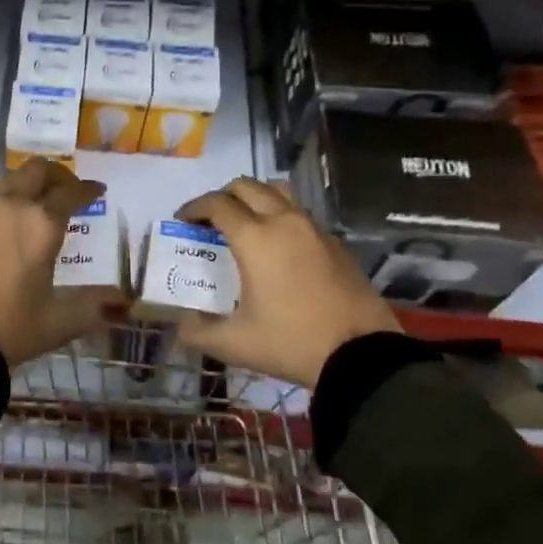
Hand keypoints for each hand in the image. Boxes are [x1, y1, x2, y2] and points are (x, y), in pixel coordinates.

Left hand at [0, 160, 109, 365]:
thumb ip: (92, 306)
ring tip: (37, 203)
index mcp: (41, 223)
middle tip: (67, 189)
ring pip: (8, 180)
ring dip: (27, 184)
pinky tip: (6, 226)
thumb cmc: (10, 327)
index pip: (70, 192)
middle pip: (35, 170)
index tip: (97, 190)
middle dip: (56, 174)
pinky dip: (4, 203)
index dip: (87, 190)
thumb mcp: (58, 321)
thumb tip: (121, 301)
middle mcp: (11, 207)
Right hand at [175, 177, 400, 386]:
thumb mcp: (234, 344)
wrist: (362, 356)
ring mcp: (314, 230)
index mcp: (255, 238)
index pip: (217, 204)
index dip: (194, 208)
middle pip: (247, 187)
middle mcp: (284, 222)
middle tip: (211, 219)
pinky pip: (300, 216)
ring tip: (245, 224)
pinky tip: (280, 249)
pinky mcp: (336, 244)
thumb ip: (197, 332)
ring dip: (255, 199)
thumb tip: (180, 325)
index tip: (183, 220)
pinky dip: (281, 219)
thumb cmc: (291, 342)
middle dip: (223, 196)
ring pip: (278, 194)